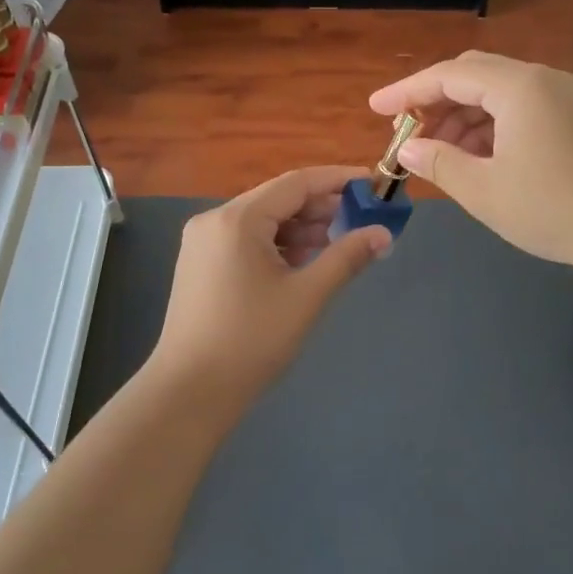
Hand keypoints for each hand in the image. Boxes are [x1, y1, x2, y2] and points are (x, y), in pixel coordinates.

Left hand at [146, 166, 391, 409]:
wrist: (189, 393)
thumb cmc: (251, 340)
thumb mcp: (306, 296)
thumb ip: (346, 257)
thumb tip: (383, 233)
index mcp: (237, 219)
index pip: (296, 183)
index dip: (337, 180)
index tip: (371, 184)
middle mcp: (214, 220)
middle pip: (277, 199)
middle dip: (320, 208)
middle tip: (361, 220)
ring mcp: (202, 242)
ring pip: (262, 221)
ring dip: (300, 228)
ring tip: (338, 244)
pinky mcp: (200, 264)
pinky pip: (246, 240)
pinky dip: (277, 245)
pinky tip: (302, 262)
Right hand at [370, 52, 572, 279]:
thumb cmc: (556, 208)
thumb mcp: (485, 190)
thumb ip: (440, 164)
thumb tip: (409, 149)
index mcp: (518, 87)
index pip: (448, 75)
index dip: (407, 91)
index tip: (375, 108)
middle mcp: (542, 81)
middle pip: (474, 77)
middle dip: (435, 103)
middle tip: (408, 135)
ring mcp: (565, 99)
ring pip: (498, 96)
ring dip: (462, 119)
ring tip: (439, 157)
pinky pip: (521, 111)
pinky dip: (491, 129)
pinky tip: (478, 161)